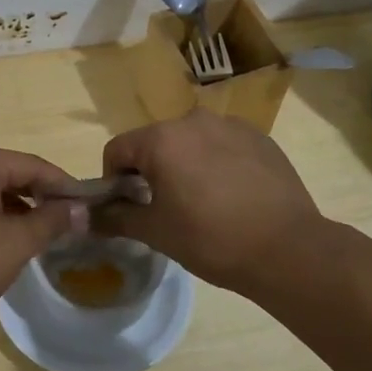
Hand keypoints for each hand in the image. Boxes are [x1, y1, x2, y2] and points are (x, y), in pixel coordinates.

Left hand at [0, 148, 87, 345]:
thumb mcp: (15, 245)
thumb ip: (51, 221)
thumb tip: (80, 209)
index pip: (29, 164)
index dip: (62, 184)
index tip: (87, 203)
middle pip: (5, 172)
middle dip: (37, 195)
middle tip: (67, 219)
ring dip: (13, 206)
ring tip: (39, 232)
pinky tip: (2, 238)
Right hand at [97, 112, 331, 296]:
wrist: (288, 249)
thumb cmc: (211, 239)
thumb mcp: (155, 232)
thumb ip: (114, 217)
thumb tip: (83, 216)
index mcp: (162, 139)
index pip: (117, 150)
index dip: (113, 180)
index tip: (128, 208)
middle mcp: (194, 120)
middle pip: (154, 142)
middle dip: (150, 171)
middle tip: (163, 208)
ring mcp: (231, 126)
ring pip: (190, 142)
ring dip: (184, 165)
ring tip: (201, 203)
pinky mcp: (260, 138)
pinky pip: (222, 146)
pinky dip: (216, 164)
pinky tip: (231, 197)